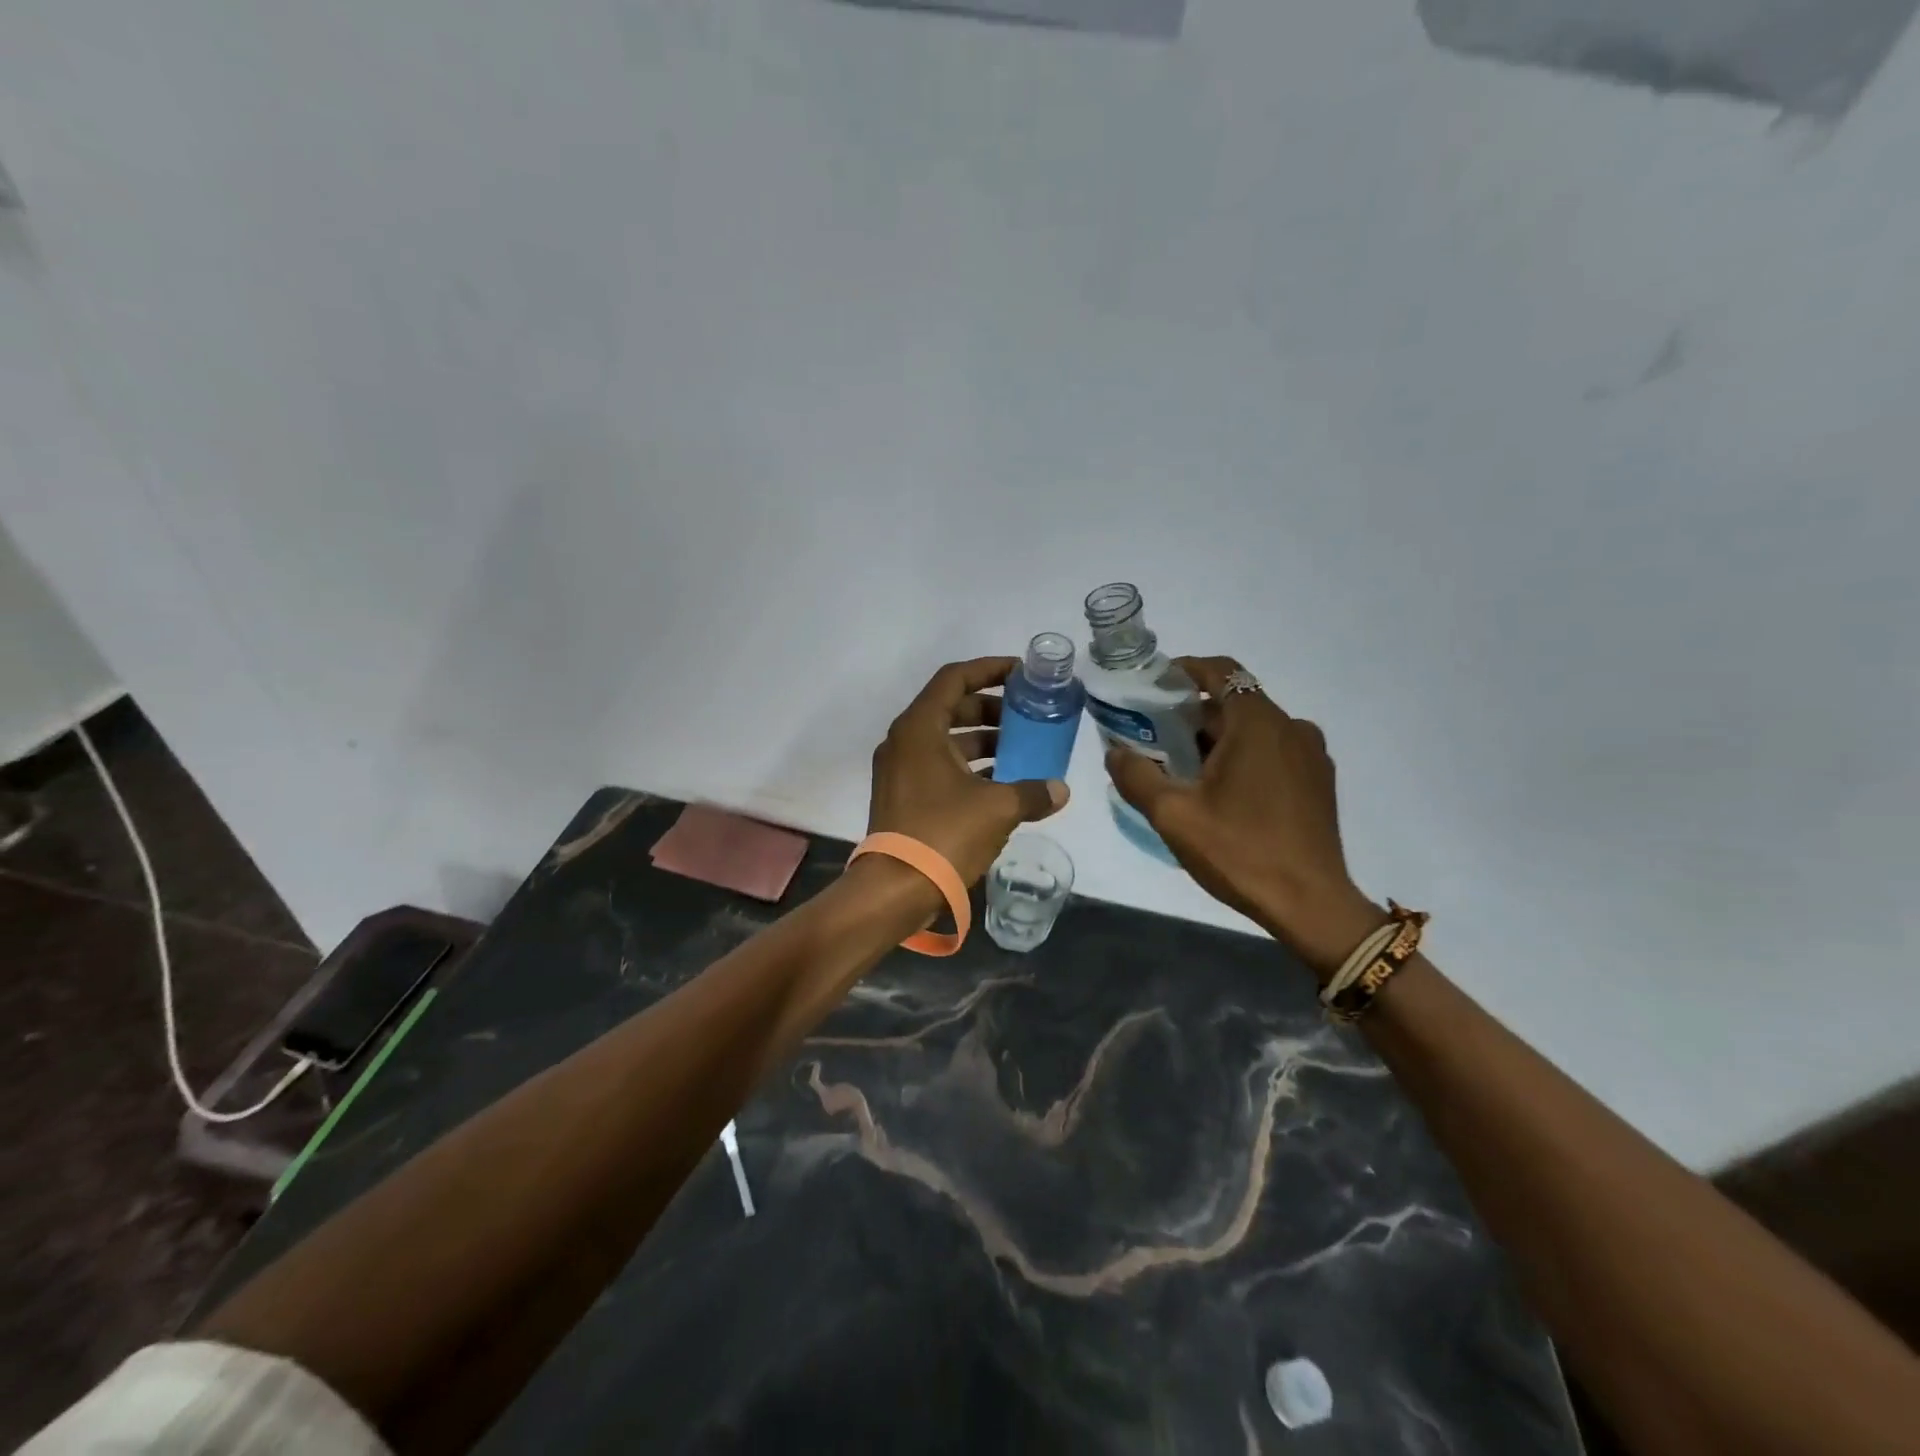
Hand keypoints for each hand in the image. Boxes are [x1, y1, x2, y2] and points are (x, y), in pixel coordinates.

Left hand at [868, 658, 1069, 886]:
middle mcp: (904, 741)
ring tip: (1021, 750)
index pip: (955, 679)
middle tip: (1027, 716)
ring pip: (946, 740)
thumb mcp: (997, 809)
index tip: (1021, 674)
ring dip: (983, 740)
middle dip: (991, 708)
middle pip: (950, 707)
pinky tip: (1001, 783)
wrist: (895, 888)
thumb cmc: (944, 834)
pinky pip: (939, 766)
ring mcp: (899, 770)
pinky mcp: (902, 796)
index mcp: (919, 728)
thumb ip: (1032, 792)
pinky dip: (969, 766)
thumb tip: (1060, 791)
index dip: (989, 669)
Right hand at [1104, 656, 1382, 980]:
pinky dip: (1243, 757)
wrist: (1311, 905)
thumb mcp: (1173, 815)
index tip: (1154, 686)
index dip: (1185, 670)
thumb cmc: (1240, 851)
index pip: (1221, 671)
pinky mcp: (1318, 781)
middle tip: (1155, 740)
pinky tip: (1222, 793)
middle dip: (1192, 715)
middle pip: (1234, 702)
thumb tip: (1115, 752)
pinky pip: (1273, 752)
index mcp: (1258, 723)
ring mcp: (1311, 755)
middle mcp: (1291, 727)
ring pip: (1253, 730)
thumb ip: (1137, 776)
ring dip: (1217, 739)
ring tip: (1183, 772)